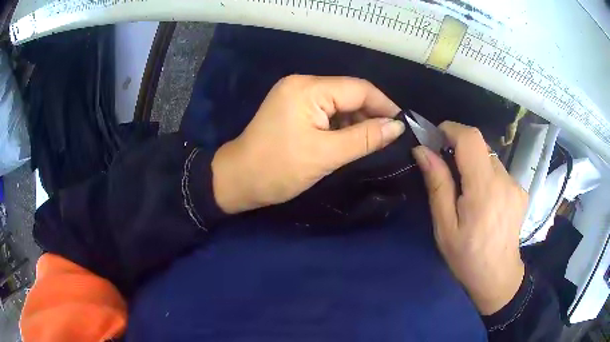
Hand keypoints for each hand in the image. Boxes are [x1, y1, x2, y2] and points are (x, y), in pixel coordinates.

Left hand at [212, 75, 404, 213]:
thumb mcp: (327, 154)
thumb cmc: (279, 169)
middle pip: (349, 93)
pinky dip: (341, 125)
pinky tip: (350, 140)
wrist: (238, 181)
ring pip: (339, 103)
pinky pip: (325, 111)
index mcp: (308, 88)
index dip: (384, 105)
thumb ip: (366, 137)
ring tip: (371, 142)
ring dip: (356, 121)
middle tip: (389, 138)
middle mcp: (302, 84)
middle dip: (370, 114)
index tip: (402, 125)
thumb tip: (398, 126)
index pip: (358, 88)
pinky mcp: (292, 107)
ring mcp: (295, 94)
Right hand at [412, 122, 527, 314]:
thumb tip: (423, 151)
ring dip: (475, 166)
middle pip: (481, 146)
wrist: (497, 276)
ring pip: (490, 159)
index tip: (436, 137)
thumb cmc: (466, 256)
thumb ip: (437, 184)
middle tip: (447, 172)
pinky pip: (500, 172)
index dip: (451, 129)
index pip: (470, 138)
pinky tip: (485, 201)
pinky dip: (487, 177)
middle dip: (460, 150)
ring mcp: (516, 185)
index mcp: (484, 189)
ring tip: (467, 194)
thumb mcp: (445, 226)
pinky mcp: (521, 191)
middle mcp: (504, 180)